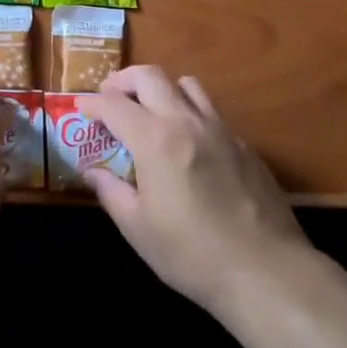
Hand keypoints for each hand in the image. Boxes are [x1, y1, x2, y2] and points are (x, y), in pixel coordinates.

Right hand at [84, 66, 312, 317]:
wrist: (266, 271)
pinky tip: (187, 143)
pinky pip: (211, 111)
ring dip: (161, 89)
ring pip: (186, 84)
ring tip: (150, 112)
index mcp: (155, 140)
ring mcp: (220, 129)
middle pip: (150, 76)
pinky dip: (189, 112)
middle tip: (110, 97)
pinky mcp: (244, 144)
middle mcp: (187, 121)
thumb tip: (91, 171)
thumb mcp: (138, 229)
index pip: (114, 104)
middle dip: (123, 80)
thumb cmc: (192, 254)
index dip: (92, 102)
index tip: (80, 107)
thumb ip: (111, 192)